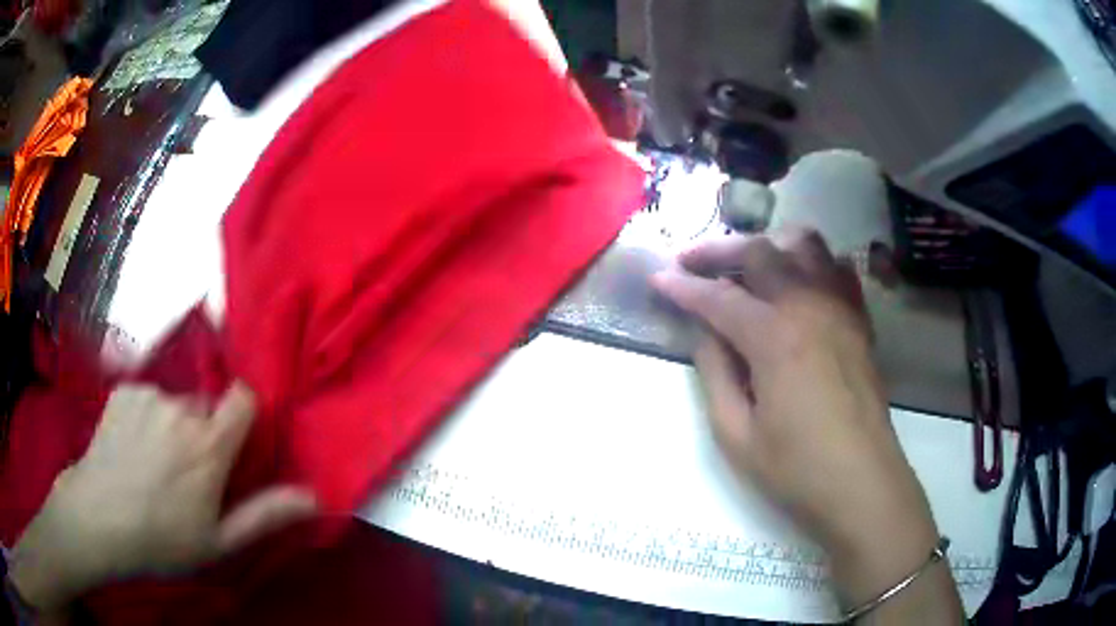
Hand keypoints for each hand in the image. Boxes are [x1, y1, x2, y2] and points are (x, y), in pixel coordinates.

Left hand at [9, 383, 316, 612]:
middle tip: (186, 471)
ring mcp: (148, 395)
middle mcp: (180, 408)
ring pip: (175, 402)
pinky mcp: (123, 390)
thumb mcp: (219, 541)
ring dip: (173, 425)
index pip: (243, 397)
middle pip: (206, 405)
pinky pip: (147, 396)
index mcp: (208, 445)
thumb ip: (265, 514)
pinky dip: (145, 415)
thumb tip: (313, 496)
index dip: (244, 413)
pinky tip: (131, 445)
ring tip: (154, 462)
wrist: (99, 519)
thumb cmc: (162, 539)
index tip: (234, 442)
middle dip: (203, 431)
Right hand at [652, 228, 953, 611]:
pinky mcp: (858, 320)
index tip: (657, 280)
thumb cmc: (797, 469)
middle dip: (718, 251)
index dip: (682, 287)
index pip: (718, 297)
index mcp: (774, 337)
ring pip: (804, 245)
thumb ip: (715, 373)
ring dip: (768, 245)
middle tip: (689, 263)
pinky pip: (835, 269)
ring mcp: (840, 308)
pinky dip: (809, 262)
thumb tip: (703, 332)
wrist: (862, 484)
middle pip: (760, 252)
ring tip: (745, 264)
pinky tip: (796, 281)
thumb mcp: (736, 434)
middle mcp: (809, 306)